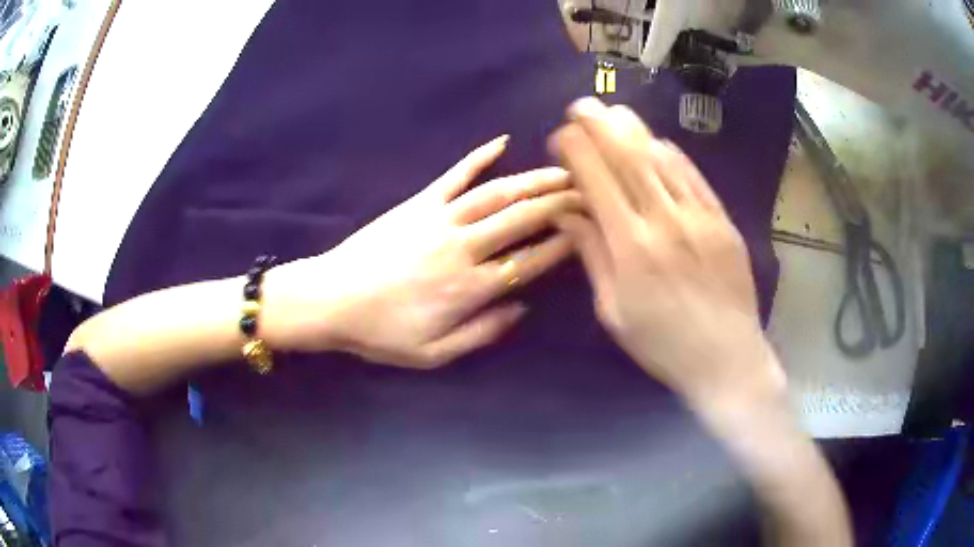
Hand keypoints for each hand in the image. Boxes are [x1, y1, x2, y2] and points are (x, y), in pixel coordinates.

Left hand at [264, 136, 580, 367]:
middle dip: (559, 204)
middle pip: (521, 220)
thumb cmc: (380, 333)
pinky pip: (454, 175)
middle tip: (588, 191)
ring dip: (533, 181)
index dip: (563, 246)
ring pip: (496, 194)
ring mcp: (440, 219)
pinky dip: (478, 157)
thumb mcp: (432, 353)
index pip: (530, 262)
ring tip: (562, 170)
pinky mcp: (418, 203)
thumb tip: (521, 308)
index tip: (588, 231)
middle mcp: (463, 248)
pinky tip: (501, 142)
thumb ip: (481, 333)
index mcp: (470, 289)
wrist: (330, 300)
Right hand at [550, 99, 784, 409]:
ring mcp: (699, 216)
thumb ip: (592, 255)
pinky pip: (694, 177)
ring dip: (634, 131)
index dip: (575, 150)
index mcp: (631, 246)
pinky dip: (673, 154)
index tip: (560, 136)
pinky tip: (658, 142)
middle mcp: (665, 220)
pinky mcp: (723, 220)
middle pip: (628, 157)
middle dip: (600, 125)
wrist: (726, 358)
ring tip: (615, 113)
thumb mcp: (614, 311)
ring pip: (662, 159)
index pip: (596, 180)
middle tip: (582, 105)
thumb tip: (568, 212)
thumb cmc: (662, 344)